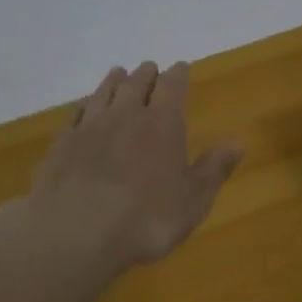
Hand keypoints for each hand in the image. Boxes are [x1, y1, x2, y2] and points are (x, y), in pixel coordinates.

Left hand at [21, 60, 244, 280]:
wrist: (74, 234)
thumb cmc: (146, 219)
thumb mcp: (193, 200)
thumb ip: (214, 168)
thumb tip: (239, 141)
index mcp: (162, 124)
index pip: (172, 87)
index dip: (178, 75)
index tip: (180, 67)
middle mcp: (125, 116)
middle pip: (135, 84)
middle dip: (145, 74)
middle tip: (149, 68)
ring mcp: (89, 128)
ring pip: (103, 93)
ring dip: (113, 82)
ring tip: (118, 74)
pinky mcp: (61, 145)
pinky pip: (76, 115)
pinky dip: (84, 105)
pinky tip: (85, 108)